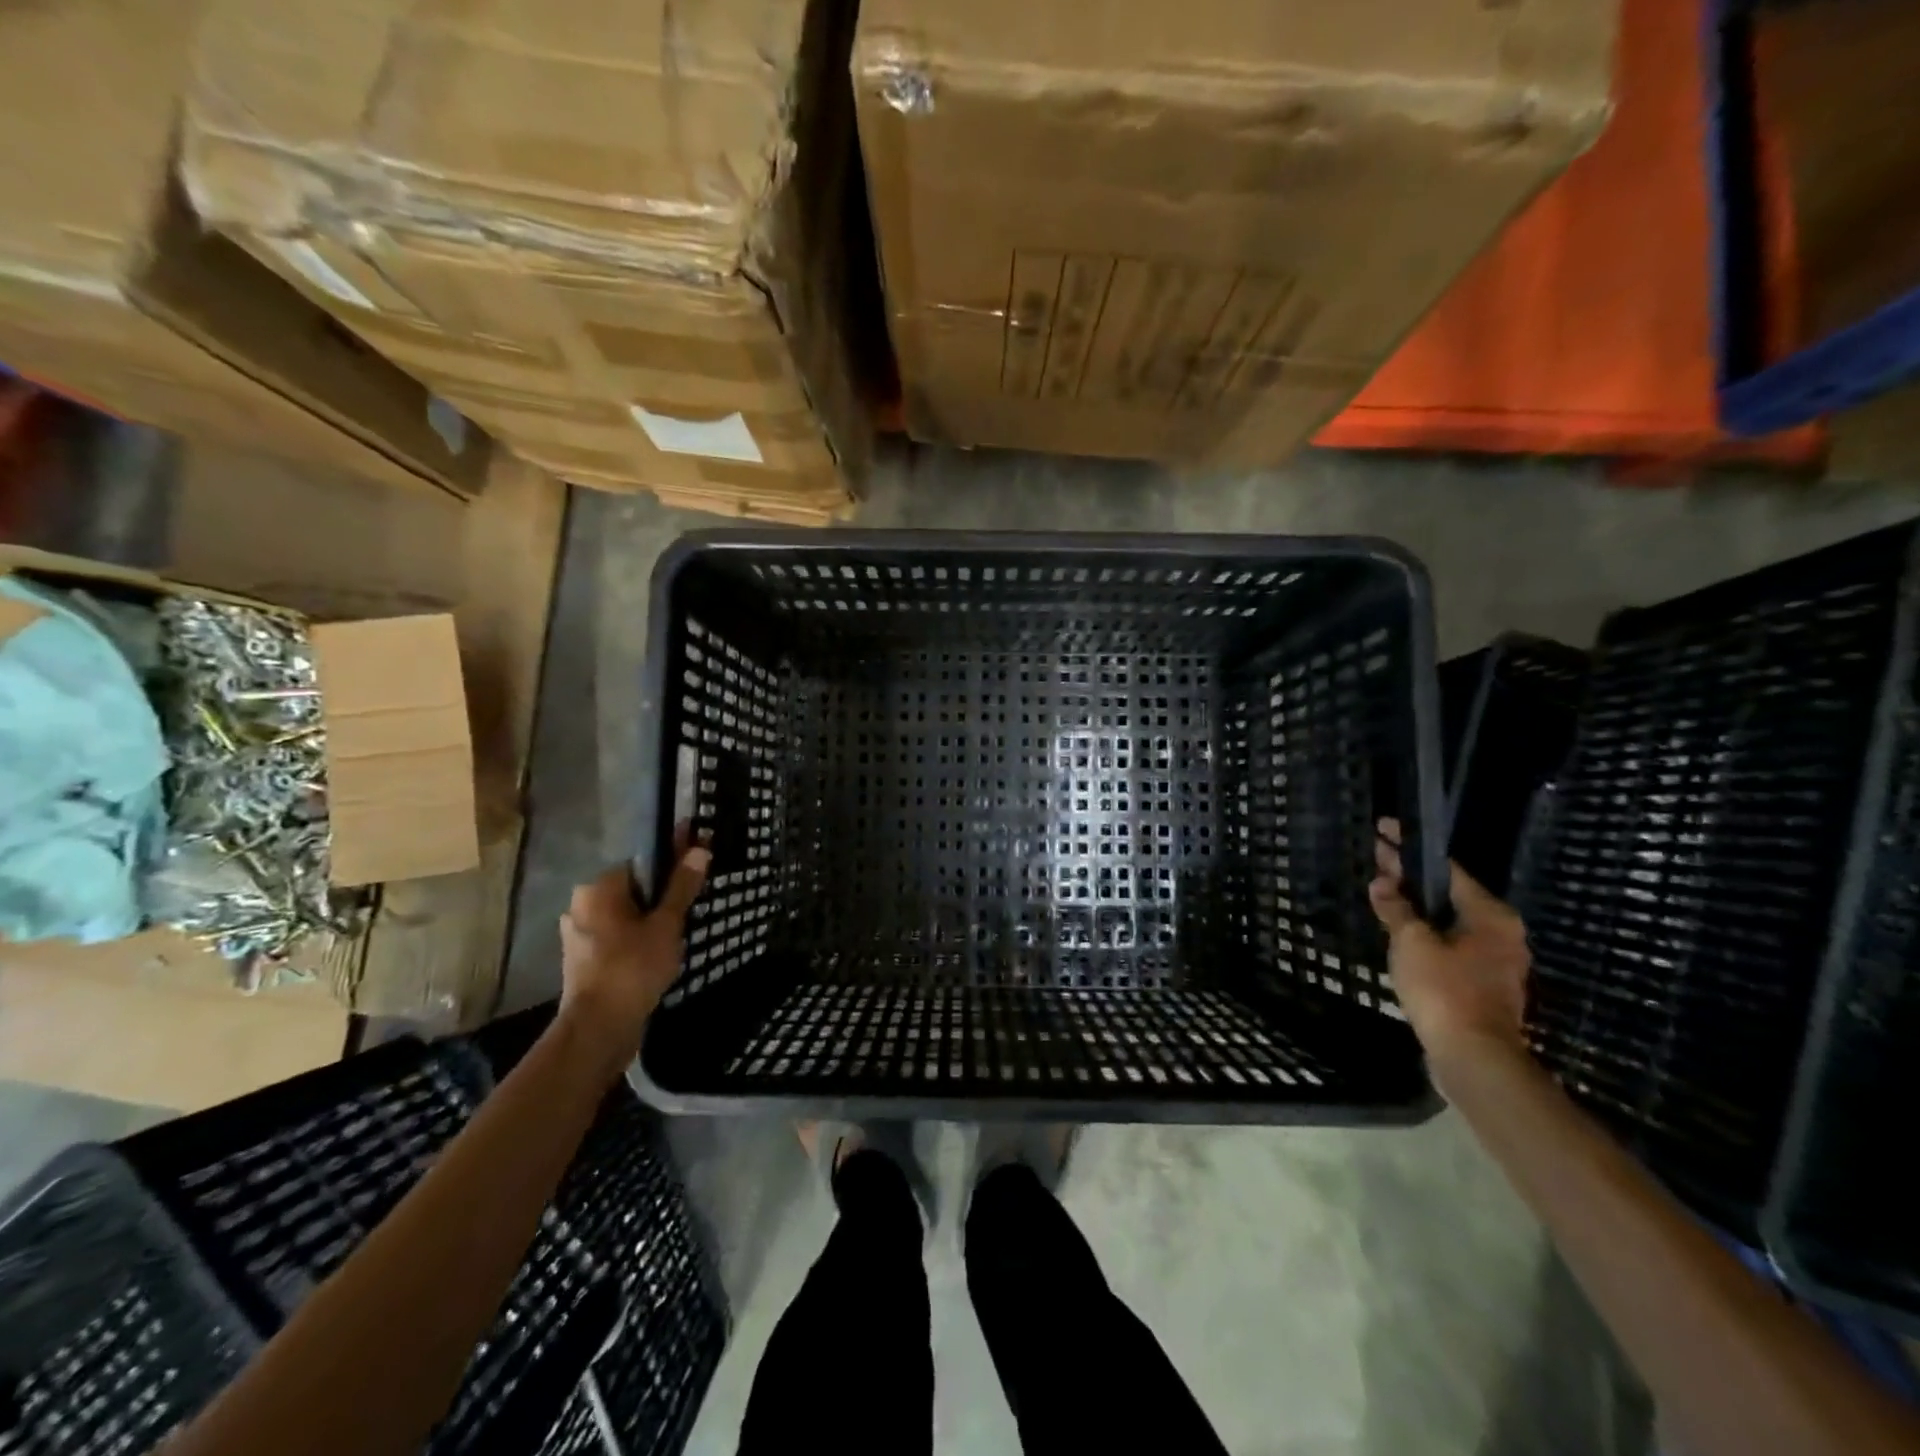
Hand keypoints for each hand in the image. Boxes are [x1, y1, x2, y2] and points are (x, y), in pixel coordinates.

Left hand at [557, 832, 709, 1074]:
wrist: (598, 1030)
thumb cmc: (633, 968)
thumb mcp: (666, 924)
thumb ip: (682, 887)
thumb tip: (699, 849)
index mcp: (598, 888)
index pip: (642, 861)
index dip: (673, 859)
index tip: (698, 861)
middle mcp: (582, 905)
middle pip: (634, 888)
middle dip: (663, 893)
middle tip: (695, 902)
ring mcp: (580, 935)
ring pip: (626, 915)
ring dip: (651, 918)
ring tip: (683, 928)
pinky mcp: (584, 961)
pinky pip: (618, 938)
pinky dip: (639, 939)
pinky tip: (661, 951)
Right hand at [1368, 818, 1530, 1071]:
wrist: (1473, 1057)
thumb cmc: (1444, 990)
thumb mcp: (1411, 942)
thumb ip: (1396, 909)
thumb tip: (1382, 883)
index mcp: (1490, 915)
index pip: (1445, 869)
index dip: (1409, 848)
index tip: (1384, 830)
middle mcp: (1501, 933)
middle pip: (1448, 894)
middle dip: (1412, 878)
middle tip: (1378, 858)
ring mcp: (1496, 961)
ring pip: (1449, 921)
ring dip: (1417, 907)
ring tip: (1384, 893)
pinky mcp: (1484, 985)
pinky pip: (1450, 945)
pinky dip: (1426, 933)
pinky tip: (1401, 932)